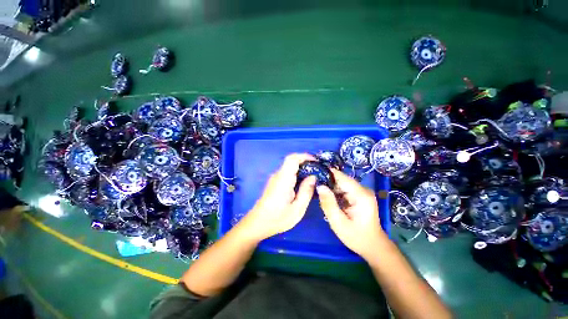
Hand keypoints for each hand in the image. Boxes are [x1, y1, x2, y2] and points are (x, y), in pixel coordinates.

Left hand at [241, 153, 316, 240]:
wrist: (258, 223)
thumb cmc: (277, 219)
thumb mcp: (297, 209)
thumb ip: (306, 191)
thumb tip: (313, 177)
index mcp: (283, 180)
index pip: (292, 159)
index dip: (304, 156)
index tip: (316, 161)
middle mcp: (278, 175)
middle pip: (292, 161)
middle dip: (306, 162)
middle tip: (319, 171)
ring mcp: (275, 178)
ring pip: (290, 167)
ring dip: (302, 168)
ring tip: (314, 177)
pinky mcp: (275, 182)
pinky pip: (288, 173)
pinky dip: (297, 174)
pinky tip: (303, 183)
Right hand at [317, 169, 386, 260]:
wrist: (373, 246)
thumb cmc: (356, 237)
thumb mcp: (338, 223)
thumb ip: (328, 204)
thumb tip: (320, 186)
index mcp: (361, 195)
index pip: (342, 177)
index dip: (327, 173)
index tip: (314, 174)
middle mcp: (363, 189)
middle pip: (342, 179)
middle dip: (328, 182)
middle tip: (314, 187)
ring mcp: (363, 192)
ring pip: (342, 183)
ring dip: (331, 187)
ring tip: (320, 192)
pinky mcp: (360, 195)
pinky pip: (345, 189)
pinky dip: (336, 191)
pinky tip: (329, 197)